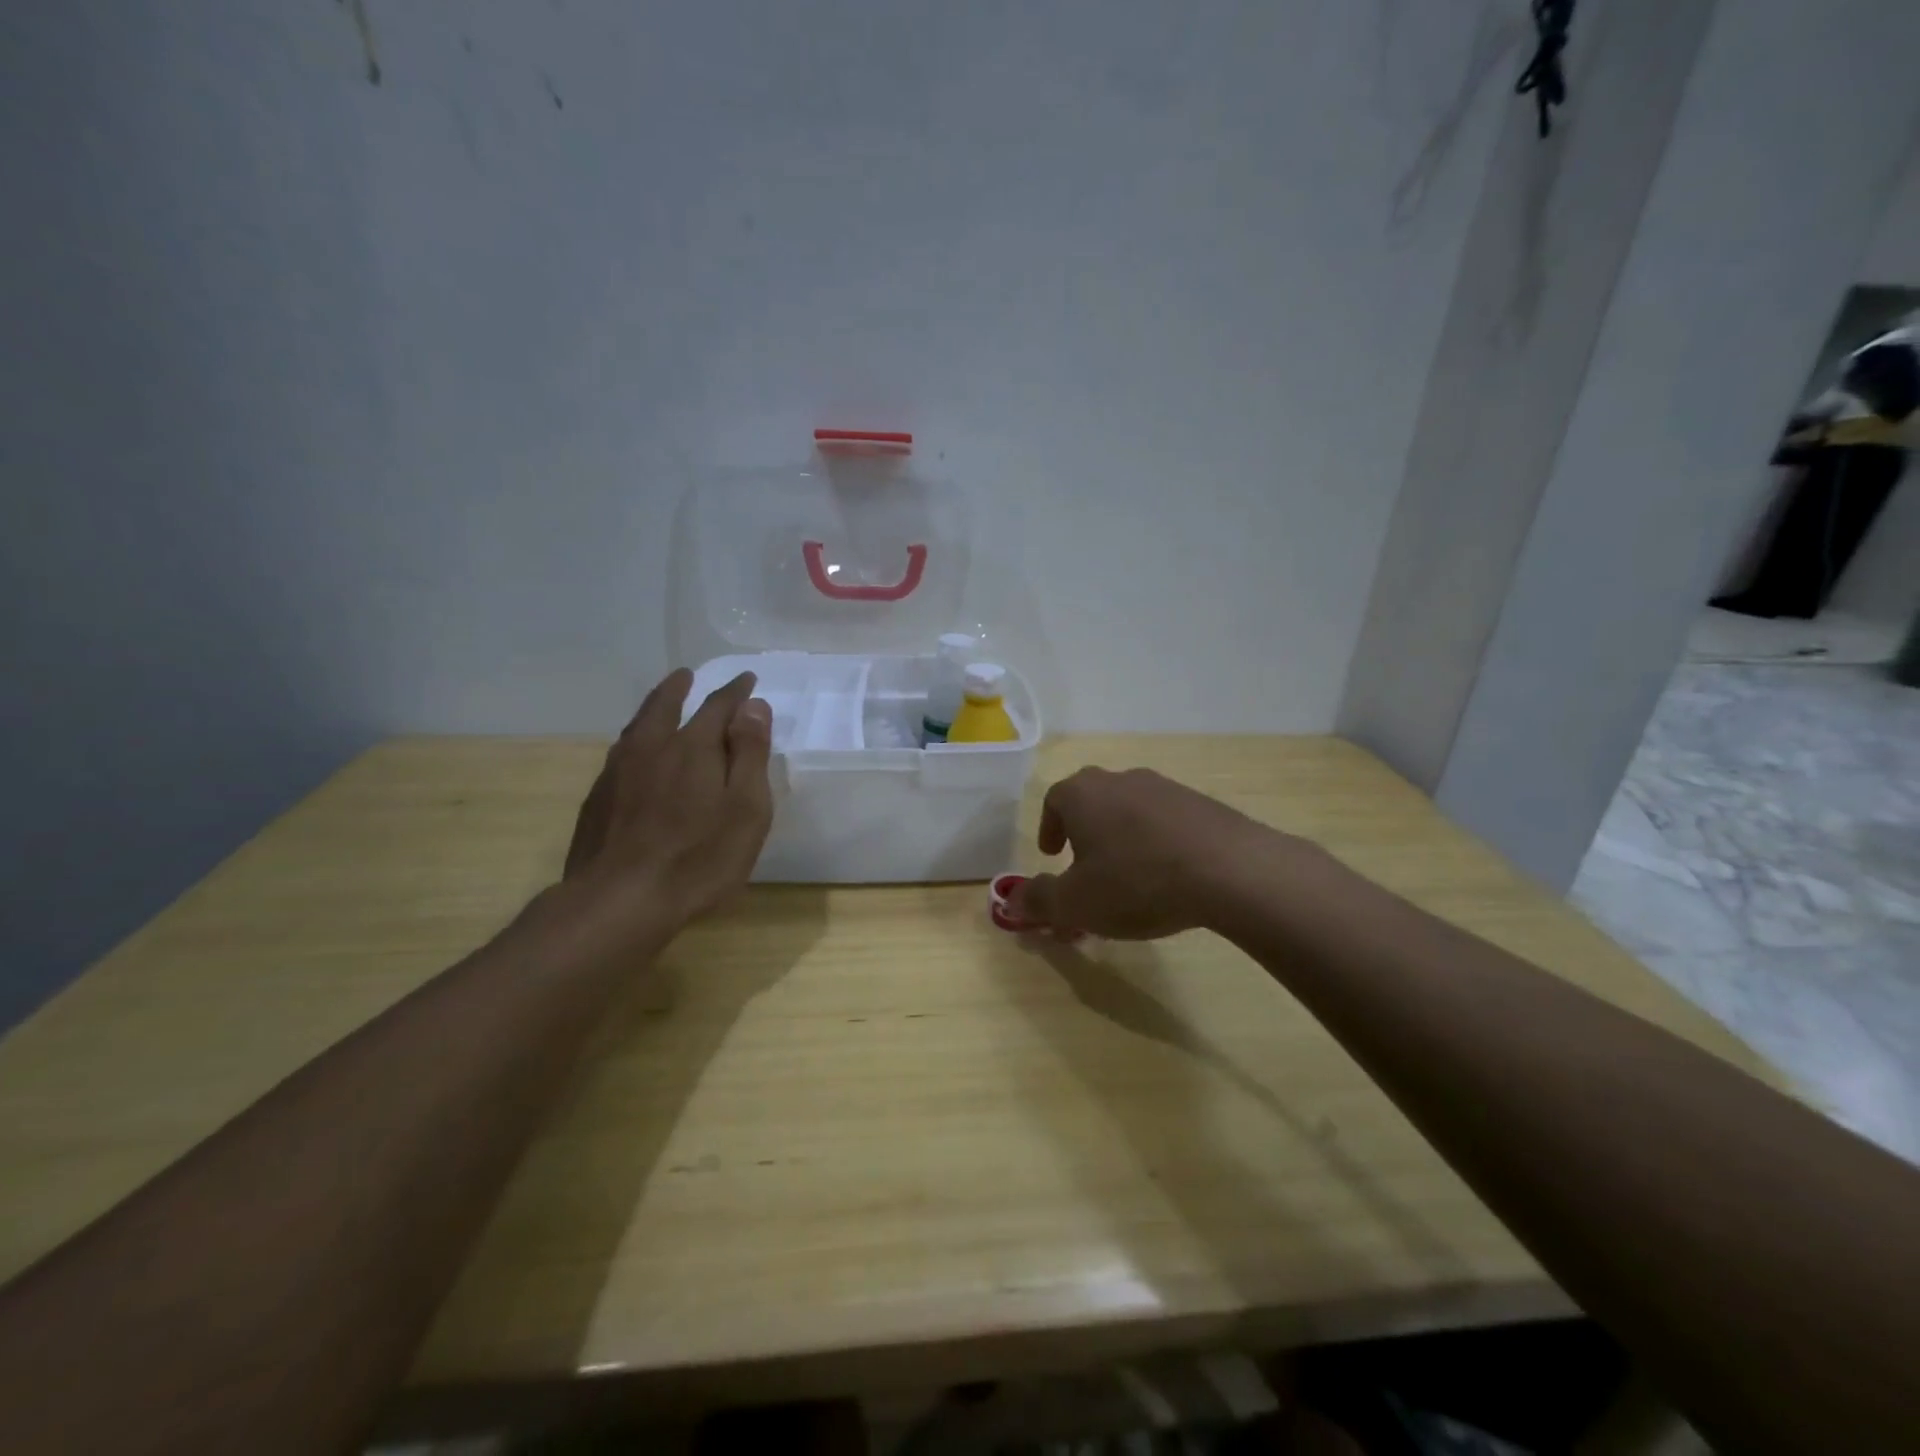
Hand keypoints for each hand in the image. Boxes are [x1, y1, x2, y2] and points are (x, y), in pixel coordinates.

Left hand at [562, 668, 773, 930]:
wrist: (619, 901)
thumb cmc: (699, 858)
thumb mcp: (746, 808)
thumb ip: (750, 753)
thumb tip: (752, 705)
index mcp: (692, 747)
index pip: (717, 706)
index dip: (735, 692)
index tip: (746, 679)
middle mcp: (651, 749)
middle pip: (664, 706)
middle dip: (679, 688)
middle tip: (687, 675)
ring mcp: (618, 774)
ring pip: (637, 728)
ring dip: (653, 709)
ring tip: (660, 703)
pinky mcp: (597, 801)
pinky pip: (620, 755)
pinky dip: (635, 741)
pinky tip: (634, 755)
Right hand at [1012, 767, 1288, 938]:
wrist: (1229, 870)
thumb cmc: (1136, 882)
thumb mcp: (1076, 903)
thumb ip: (1039, 901)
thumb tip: (1012, 900)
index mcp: (1083, 794)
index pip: (1054, 801)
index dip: (1049, 828)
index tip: (1053, 855)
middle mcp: (1121, 780)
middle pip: (1092, 802)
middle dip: (1084, 834)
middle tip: (1086, 868)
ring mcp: (1165, 788)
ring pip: (1130, 811)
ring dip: (1122, 839)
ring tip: (1129, 878)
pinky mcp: (1201, 804)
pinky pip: (1165, 821)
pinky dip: (1157, 843)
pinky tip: (1169, 876)